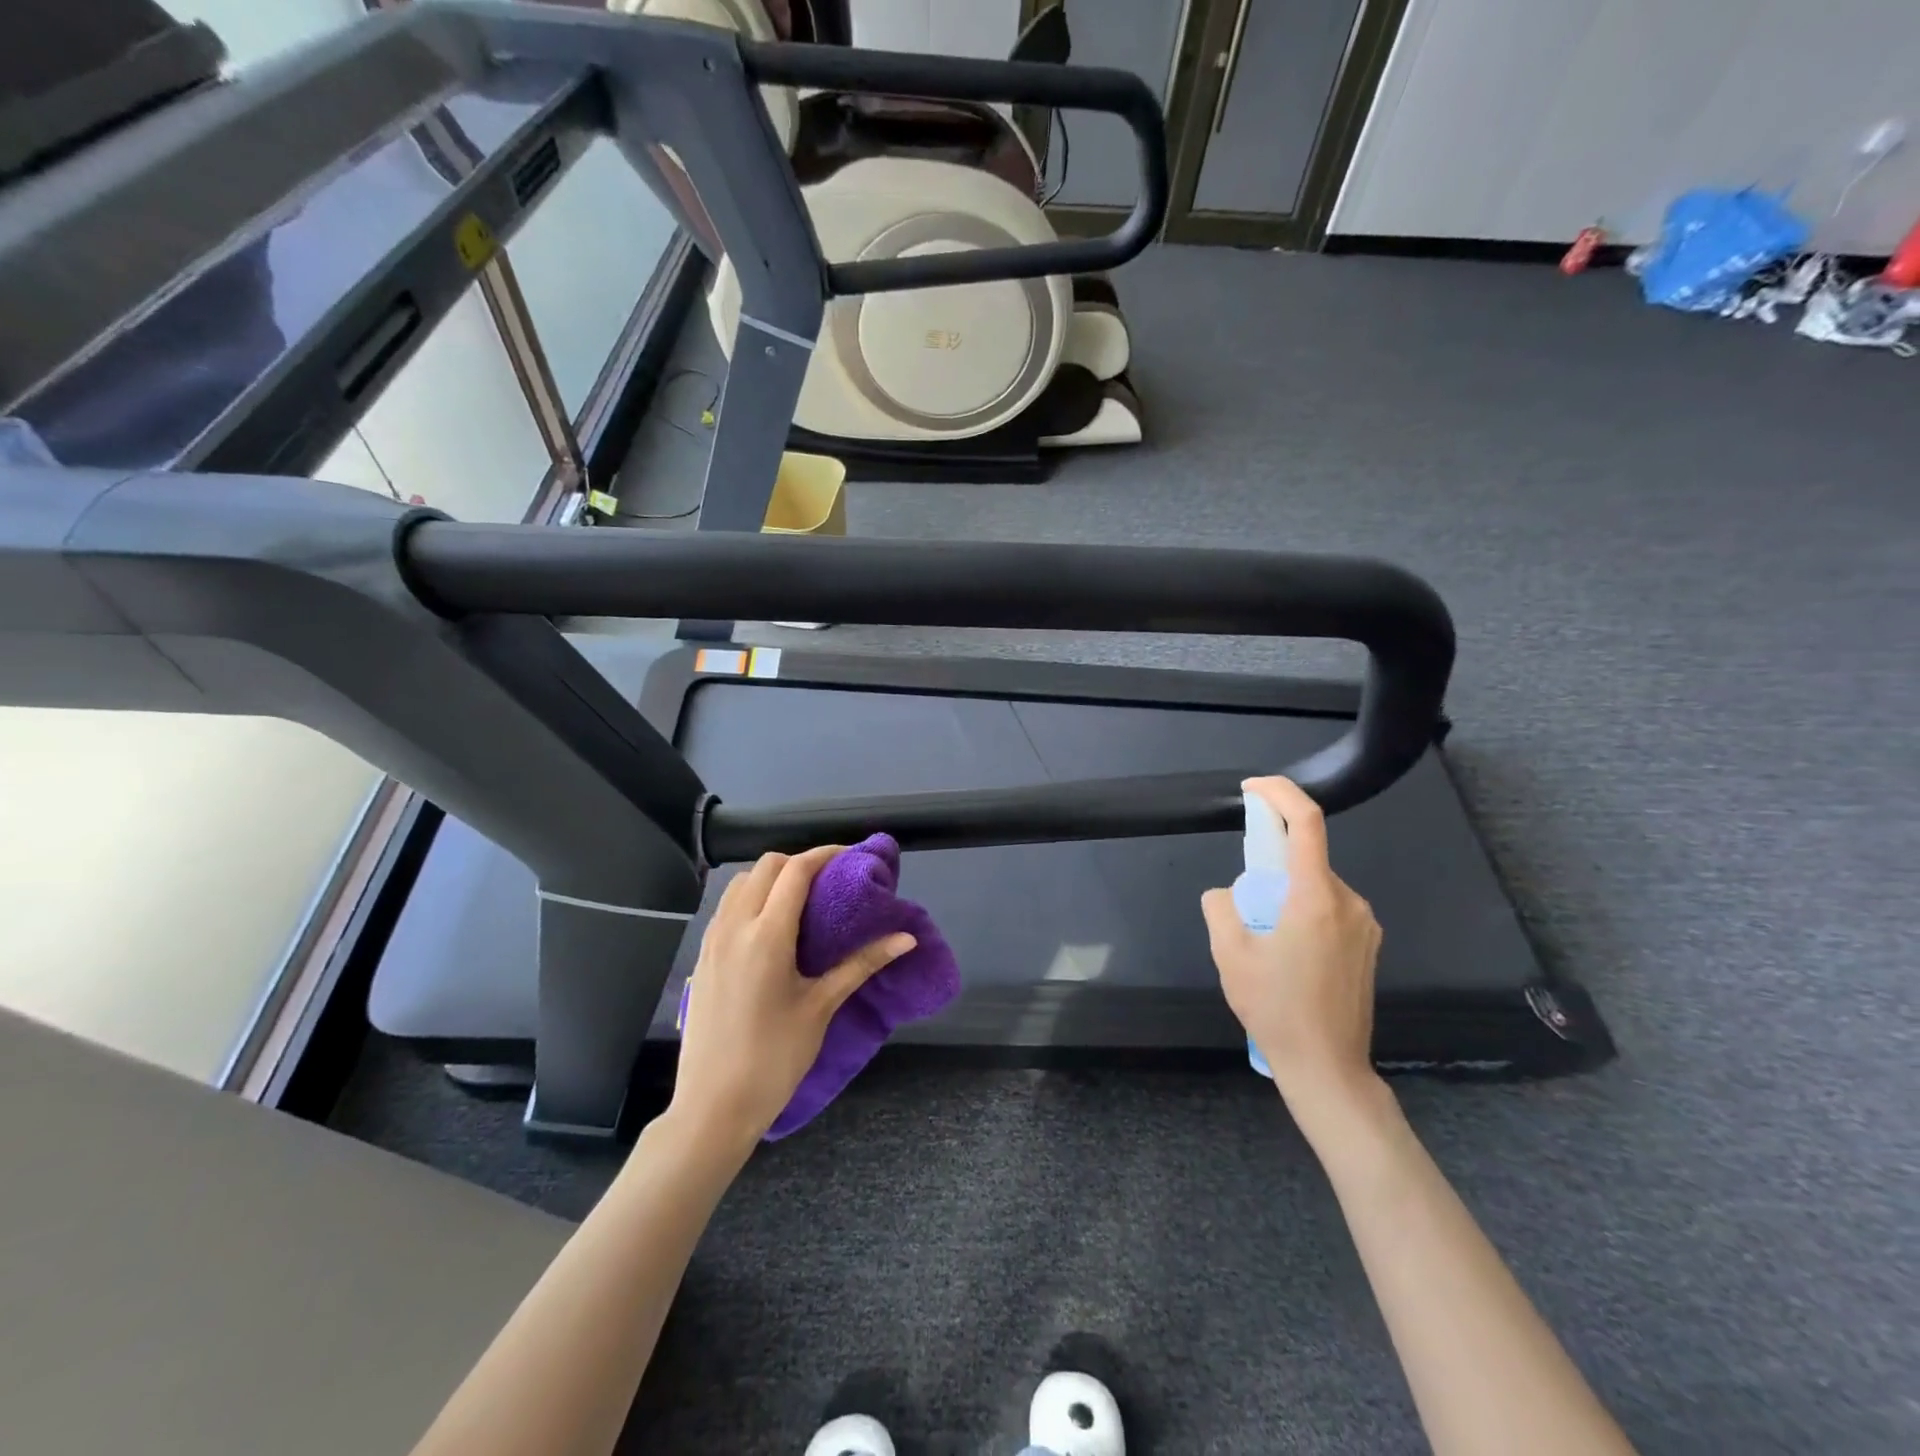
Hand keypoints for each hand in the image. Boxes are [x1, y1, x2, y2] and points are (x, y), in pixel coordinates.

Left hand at [671, 847, 915, 1146]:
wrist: (713, 1106)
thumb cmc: (774, 1057)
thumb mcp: (822, 1007)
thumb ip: (861, 964)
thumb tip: (906, 938)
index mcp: (766, 935)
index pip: (795, 870)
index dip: (825, 854)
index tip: (850, 856)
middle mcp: (734, 927)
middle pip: (765, 866)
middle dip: (799, 862)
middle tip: (829, 880)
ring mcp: (712, 941)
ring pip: (740, 883)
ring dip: (771, 877)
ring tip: (801, 899)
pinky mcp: (702, 958)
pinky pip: (726, 908)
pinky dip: (750, 898)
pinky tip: (770, 926)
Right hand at [1201, 777, 1383, 1113]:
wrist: (1328, 1067)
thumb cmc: (1276, 1009)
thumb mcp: (1230, 955)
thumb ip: (1220, 908)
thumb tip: (1226, 893)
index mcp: (1315, 898)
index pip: (1306, 822)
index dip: (1280, 793)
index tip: (1253, 789)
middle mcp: (1349, 902)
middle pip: (1306, 858)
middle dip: (1270, 864)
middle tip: (1246, 906)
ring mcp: (1365, 925)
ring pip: (1316, 886)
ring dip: (1286, 894)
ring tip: (1266, 941)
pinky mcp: (1369, 945)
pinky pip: (1330, 909)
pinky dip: (1303, 912)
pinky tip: (1289, 955)